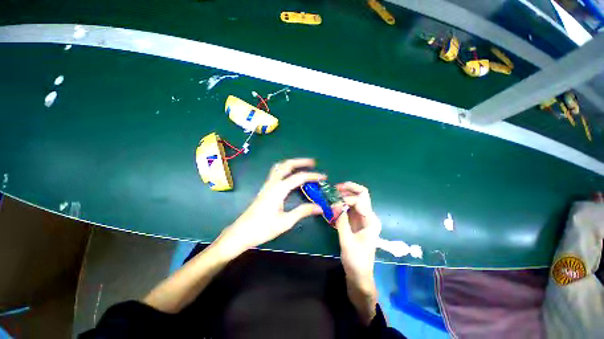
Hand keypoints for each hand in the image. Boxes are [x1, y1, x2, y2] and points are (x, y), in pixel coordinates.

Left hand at [218, 158, 324, 255]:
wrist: (241, 233)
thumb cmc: (263, 228)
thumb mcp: (285, 222)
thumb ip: (303, 212)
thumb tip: (320, 207)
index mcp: (278, 190)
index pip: (299, 177)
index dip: (312, 176)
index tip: (323, 177)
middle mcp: (272, 183)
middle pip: (286, 165)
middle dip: (300, 161)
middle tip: (313, 162)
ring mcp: (267, 185)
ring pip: (279, 167)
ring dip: (292, 164)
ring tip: (303, 165)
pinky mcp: (265, 189)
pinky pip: (276, 173)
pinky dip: (286, 169)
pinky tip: (290, 176)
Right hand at [335, 182, 381, 289]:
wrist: (359, 275)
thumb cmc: (356, 261)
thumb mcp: (347, 242)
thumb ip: (342, 222)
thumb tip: (335, 204)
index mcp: (371, 221)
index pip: (360, 200)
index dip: (347, 199)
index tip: (334, 204)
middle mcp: (368, 216)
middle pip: (360, 196)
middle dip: (348, 190)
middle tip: (334, 189)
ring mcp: (361, 219)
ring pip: (353, 200)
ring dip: (343, 196)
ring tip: (331, 195)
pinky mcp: (354, 222)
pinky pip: (348, 208)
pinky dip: (340, 205)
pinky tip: (332, 206)